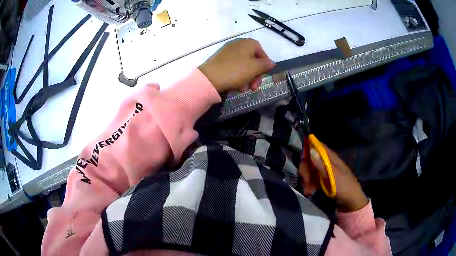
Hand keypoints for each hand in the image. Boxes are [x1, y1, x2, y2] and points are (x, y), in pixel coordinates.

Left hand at [199, 39, 274, 92]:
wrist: (210, 78)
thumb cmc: (236, 71)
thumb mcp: (255, 68)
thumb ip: (266, 65)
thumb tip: (271, 63)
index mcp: (248, 43)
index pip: (262, 52)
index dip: (265, 65)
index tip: (264, 76)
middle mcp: (238, 44)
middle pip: (253, 60)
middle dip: (255, 75)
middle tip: (254, 87)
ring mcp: (228, 51)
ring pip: (243, 65)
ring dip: (247, 78)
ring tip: (243, 89)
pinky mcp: (220, 60)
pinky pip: (234, 67)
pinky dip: (237, 76)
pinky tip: (236, 86)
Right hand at [299, 141, 368, 211]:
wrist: (351, 202)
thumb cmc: (344, 188)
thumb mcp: (333, 177)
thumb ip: (322, 165)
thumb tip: (311, 150)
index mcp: (331, 158)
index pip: (318, 147)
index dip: (308, 150)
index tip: (302, 160)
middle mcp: (327, 163)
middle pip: (311, 160)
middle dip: (306, 170)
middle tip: (306, 181)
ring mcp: (324, 172)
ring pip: (310, 171)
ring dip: (306, 180)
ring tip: (308, 191)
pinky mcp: (322, 181)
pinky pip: (312, 179)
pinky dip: (309, 185)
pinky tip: (309, 192)